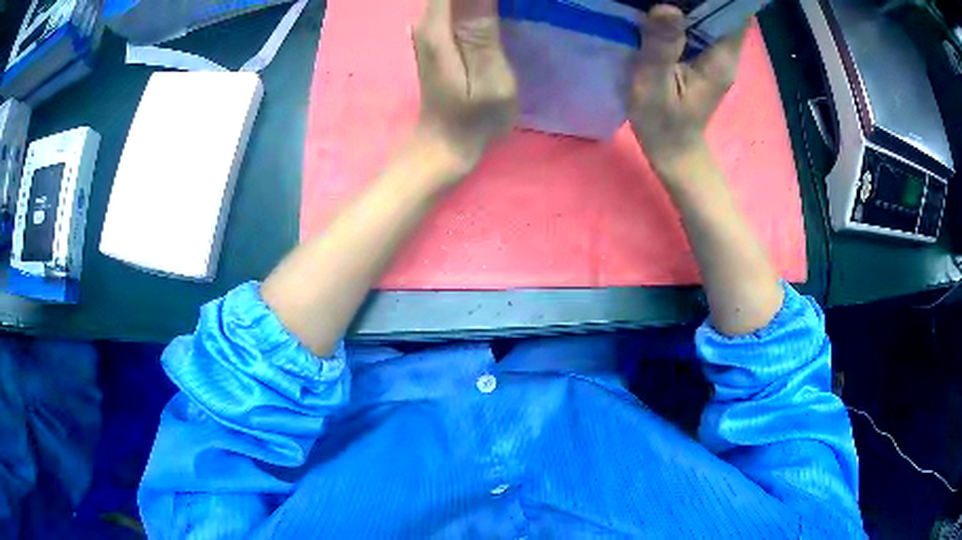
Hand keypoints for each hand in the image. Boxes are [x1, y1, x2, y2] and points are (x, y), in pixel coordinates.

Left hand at [411, 0, 517, 178]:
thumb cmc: (474, 119)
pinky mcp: (436, 32)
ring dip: (482, 2)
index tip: (505, 6)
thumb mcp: (489, 79)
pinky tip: (493, 13)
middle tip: (511, 10)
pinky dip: (476, 5)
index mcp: (438, 28)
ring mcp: (428, 26)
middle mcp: (426, 21)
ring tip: (507, 11)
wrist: (445, 143)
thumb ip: (481, 31)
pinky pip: (455, 3)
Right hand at [629, 5, 746, 174]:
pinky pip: (700, 23)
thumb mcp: (653, 85)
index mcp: (722, 57)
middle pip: (723, 8)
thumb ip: (661, 47)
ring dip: (691, 1)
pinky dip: (686, 11)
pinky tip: (664, 9)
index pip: (734, 11)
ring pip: (712, 13)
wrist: (672, 150)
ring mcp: (717, 53)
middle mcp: (726, 51)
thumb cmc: (663, 123)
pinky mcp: (705, 55)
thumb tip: (667, 7)